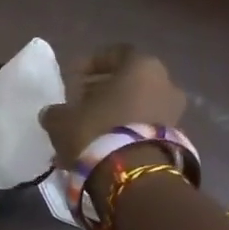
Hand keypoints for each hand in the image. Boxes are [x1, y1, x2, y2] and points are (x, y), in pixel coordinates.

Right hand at [39, 44, 186, 165]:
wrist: (134, 176)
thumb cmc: (97, 131)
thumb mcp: (62, 119)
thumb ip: (56, 112)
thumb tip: (53, 113)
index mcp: (141, 66)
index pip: (115, 53)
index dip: (90, 64)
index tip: (72, 77)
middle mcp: (165, 83)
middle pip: (129, 81)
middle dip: (102, 91)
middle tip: (78, 104)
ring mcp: (174, 113)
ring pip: (137, 106)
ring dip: (113, 114)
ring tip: (87, 130)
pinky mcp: (175, 141)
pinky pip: (143, 129)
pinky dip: (124, 133)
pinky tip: (101, 147)